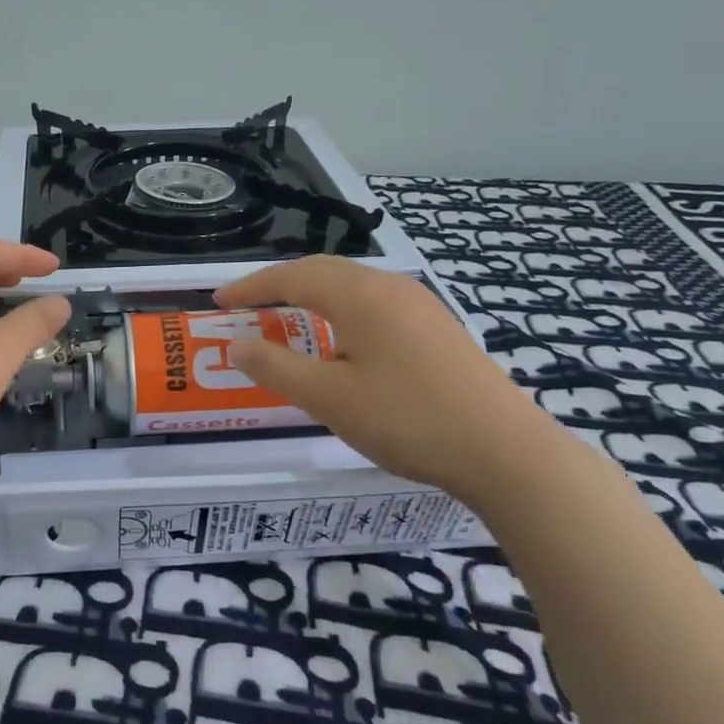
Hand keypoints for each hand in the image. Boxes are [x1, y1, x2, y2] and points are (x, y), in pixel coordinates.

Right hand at [214, 255, 570, 507]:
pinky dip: (342, 312)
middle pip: (323, 272)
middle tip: (248, 307)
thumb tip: (237, 345)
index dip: (251, 287)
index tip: (219, 302)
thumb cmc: (407, 420)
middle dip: (280, 285)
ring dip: (313, 297)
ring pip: (353, 287)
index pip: (292, 277)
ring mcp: (421, 305)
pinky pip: (376, 305)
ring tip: (288, 321)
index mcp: (360, 295)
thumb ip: (276, 368)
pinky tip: (343, 343)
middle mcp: (391, 287)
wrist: (504, 451)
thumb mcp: (329, 398)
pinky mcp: (438, 327)